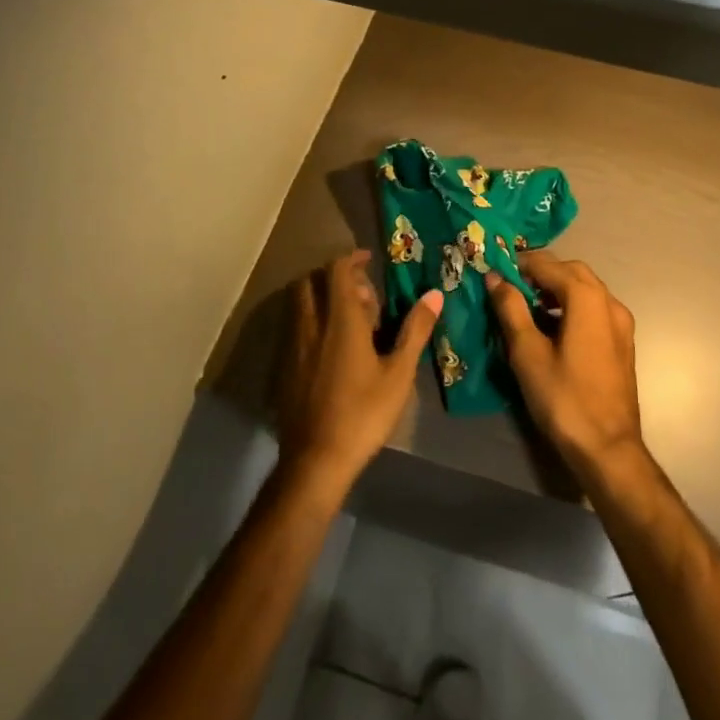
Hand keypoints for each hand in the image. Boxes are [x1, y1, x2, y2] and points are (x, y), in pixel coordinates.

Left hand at [277, 250, 441, 494]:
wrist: (315, 461)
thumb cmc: (363, 413)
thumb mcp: (399, 373)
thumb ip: (415, 330)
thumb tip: (435, 294)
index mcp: (340, 319)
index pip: (336, 270)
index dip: (352, 259)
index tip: (369, 261)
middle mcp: (311, 325)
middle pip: (311, 282)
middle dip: (333, 277)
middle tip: (361, 294)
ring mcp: (293, 347)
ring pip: (299, 305)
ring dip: (320, 299)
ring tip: (348, 320)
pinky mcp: (284, 369)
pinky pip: (295, 329)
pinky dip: (311, 323)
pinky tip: (330, 350)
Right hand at [486, 251, 643, 482]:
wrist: (608, 448)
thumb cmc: (564, 398)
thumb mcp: (527, 353)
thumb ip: (511, 309)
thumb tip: (495, 278)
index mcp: (586, 298)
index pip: (548, 264)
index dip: (520, 264)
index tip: (495, 270)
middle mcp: (609, 301)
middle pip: (571, 271)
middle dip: (541, 272)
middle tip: (511, 286)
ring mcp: (621, 322)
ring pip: (586, 289)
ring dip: (557, 288)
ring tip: (527, 306)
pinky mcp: (623, 341)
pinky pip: (595, 308)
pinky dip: (572, 306)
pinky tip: (552, 327)